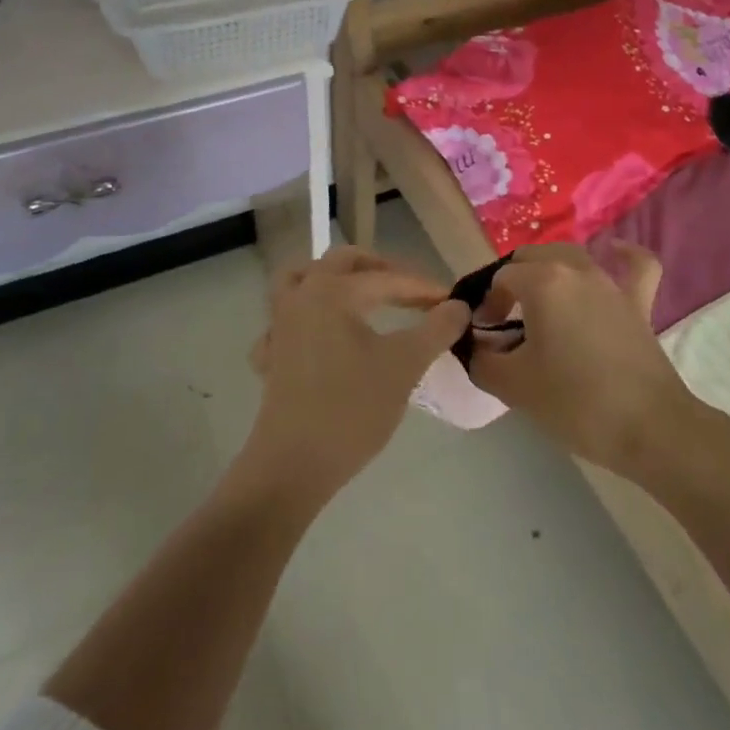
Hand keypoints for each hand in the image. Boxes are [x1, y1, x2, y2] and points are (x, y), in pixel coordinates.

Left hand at [242, 246, 464, 499]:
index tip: (451, 301)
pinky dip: (304, 317)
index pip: (387, 278)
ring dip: (334, 280)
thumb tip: (458, 306)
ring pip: (302, 280)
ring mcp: (279, 326)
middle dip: (379, 269)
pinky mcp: (270, 356)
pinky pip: (284, 321)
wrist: (293, 466)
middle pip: (341, 262)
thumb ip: (436, 329)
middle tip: (409, 289)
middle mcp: (302, 297)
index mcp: (332, 291)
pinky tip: (320, 336)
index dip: (422, 287)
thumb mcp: (404, 366)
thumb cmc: (352, 409)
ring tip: (361, 295)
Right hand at [468, 242, 701, 481]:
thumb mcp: (513, 386)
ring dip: (551, 270)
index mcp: (543, 282)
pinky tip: (615, 252)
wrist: (648, 428)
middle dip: (512, 281)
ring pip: (573, 256)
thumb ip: (483, 361)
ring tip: (540, 299)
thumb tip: (476, 349)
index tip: (484, 334)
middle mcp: (576, 269)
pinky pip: (636, 266)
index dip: (487, 303)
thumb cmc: (574, 403)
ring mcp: (611, 283)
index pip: (501, 278)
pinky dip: (625, 256)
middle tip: (505, 319)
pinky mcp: (639, 303)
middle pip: (533, 258)